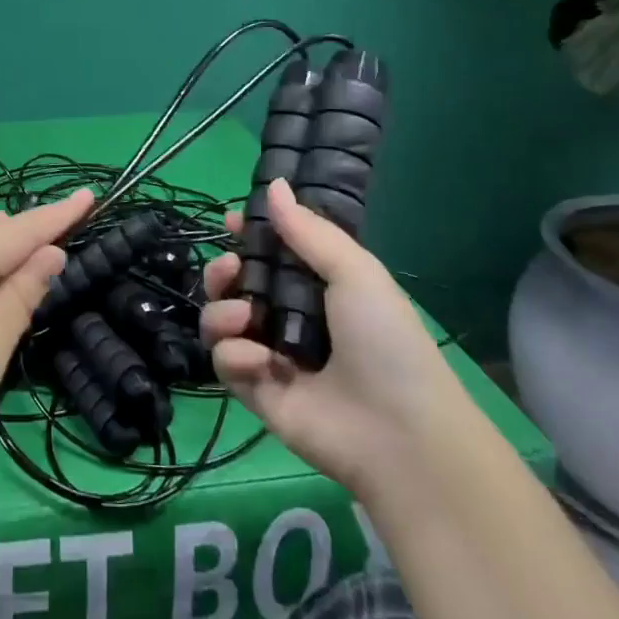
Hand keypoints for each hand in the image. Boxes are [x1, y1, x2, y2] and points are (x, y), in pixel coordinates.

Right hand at [201, 179, 466, 500]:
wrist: (399, 434)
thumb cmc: (385, 341)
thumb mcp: (355, 272)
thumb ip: (308, 230)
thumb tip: (274, 184)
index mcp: (317, 287)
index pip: (271, 253)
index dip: (249, 235)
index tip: (231, 221)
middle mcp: (289, 317)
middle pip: (235, 283)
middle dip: (222, 270)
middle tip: (229, 269)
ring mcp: (269, 355)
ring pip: (220, 319)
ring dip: (222, 310)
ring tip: (244, 317)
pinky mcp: (255, 391)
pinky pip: (224, 361)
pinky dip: (235, 356)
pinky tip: (262, 363)